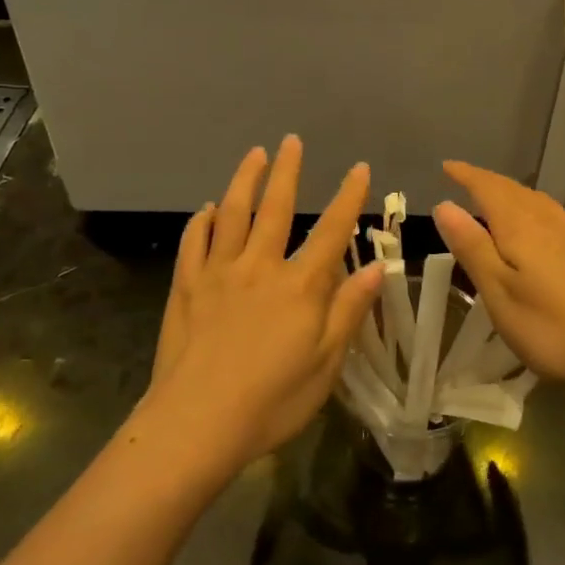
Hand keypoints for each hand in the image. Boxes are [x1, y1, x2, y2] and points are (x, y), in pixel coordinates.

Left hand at [147, 137, 383, 472]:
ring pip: (232, 214)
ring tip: (253, 154)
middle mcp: (259, 267)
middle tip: (291, 140)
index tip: (359, 168)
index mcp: (299, 286)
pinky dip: (201, 222)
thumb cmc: (272, 401)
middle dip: (287, 171)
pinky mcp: (186, 287)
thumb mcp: (326, 363)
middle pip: (275, 208)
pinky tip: (207, 210)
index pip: (331, 231)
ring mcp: (218, 274)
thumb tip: (378, 266)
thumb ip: (349, 310)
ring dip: (244, 181)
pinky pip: (194, 243)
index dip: (348, 197)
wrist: (196, 424)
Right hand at [431, 162, 564, 393]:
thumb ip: (472, 247)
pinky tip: (536, 226)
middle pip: (513, 190)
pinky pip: (552, 214)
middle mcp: (548, 220)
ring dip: (511, 193)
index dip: (466, 175)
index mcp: (521, 226)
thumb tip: (445, 205)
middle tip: (464, 179)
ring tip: (494, 198)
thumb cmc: (553, 327)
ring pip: (536, 200)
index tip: (446, 166)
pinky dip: (532, 207)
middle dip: (486, 182)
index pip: (488, 188)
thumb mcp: (500, 293)